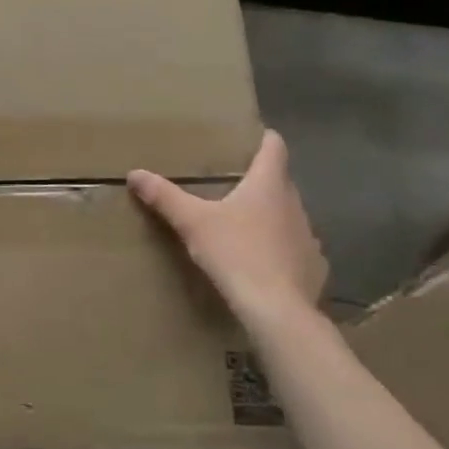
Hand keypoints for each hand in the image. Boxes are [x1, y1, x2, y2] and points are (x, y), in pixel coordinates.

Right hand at [128, 130, 327, 325]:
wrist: (277, 310)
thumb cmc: (236, 253)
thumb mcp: (192, 223)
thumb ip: (165, 197)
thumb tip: (135, 173)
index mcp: (269, 184)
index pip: (274, 146)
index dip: (262, 138)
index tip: (244, 139)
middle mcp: (294, 203)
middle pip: (279, 180)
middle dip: (257, 179)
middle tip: (227, 183)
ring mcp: (308, 236)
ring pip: (286, 214)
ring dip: (268, 214)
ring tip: (240, 223)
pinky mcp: (313, 266)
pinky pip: (294, 247)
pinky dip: (278, 247)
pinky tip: (260, 261)